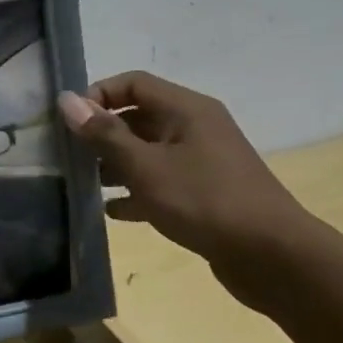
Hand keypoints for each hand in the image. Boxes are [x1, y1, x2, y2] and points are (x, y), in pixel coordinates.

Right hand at [57, 71, 314, 303]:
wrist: (275, 259)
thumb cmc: (204, 201)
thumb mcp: (145, 166)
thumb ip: (104, 133)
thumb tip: (67, 100)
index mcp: (186, 110)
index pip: (133, 83)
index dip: (99, 95)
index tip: (71, 122)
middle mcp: (196, 128)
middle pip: (138, 116)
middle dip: (103, 133)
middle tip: (71, 155)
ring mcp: (203, 161)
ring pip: (148, 151)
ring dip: (116, 164)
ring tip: (86, 184)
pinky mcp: (206, 193)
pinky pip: (162, 181)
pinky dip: (137, 191)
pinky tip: (112, 211)